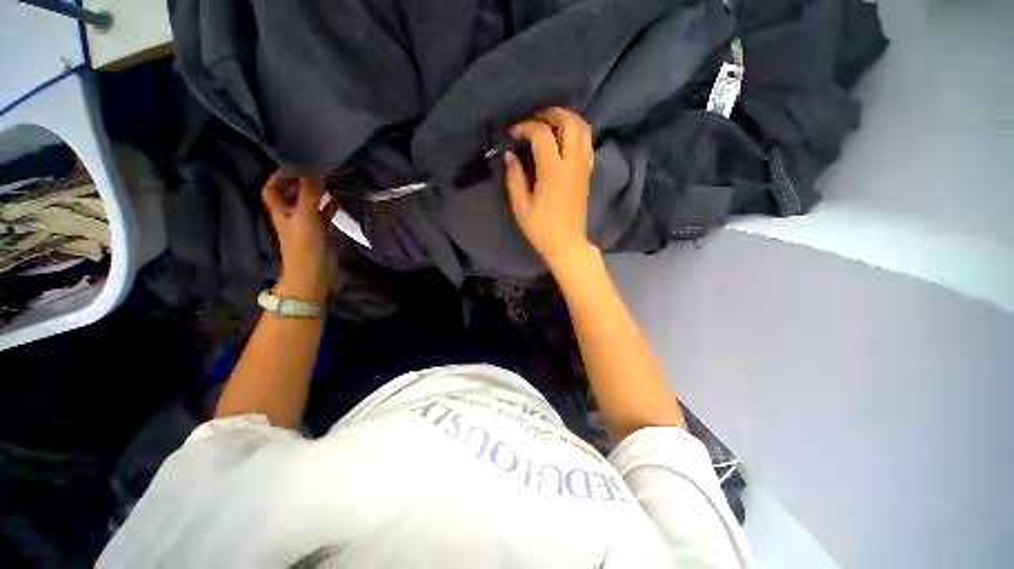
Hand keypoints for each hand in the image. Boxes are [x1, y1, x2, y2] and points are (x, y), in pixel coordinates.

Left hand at [262, 174, 337, 304]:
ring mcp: (307, 224)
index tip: (296, 165)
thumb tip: (316, 171)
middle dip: (300, 181)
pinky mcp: (321, 233)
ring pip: (308, 204)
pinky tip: (338, 201)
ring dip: (316, 193)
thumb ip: (310, 195)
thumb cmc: (304, 246)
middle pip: (290, 194)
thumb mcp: (306, 217)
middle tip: (316, 170)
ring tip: (329, 182)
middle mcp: (291, 214)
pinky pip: (323, 215)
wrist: (313, 274)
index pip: (272, 188)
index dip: (279, 176)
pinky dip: (329, 207)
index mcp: (281, 210)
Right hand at [504, 107, 597, 269]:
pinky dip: (578, 133)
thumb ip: (514, 178)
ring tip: (551, 123)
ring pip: (584, 129)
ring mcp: (583, 167)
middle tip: (535, 117)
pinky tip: (565, 139)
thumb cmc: (541, 229)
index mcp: (553, 171)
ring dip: (568, 119)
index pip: (542, 134)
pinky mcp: (588, 174)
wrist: (567, 244)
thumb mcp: (521, 207)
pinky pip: (588, 144)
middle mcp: (572, 163)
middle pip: (570, 122)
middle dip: (552, 113)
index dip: (525, 127)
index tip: (513, 133)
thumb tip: (510, 155)